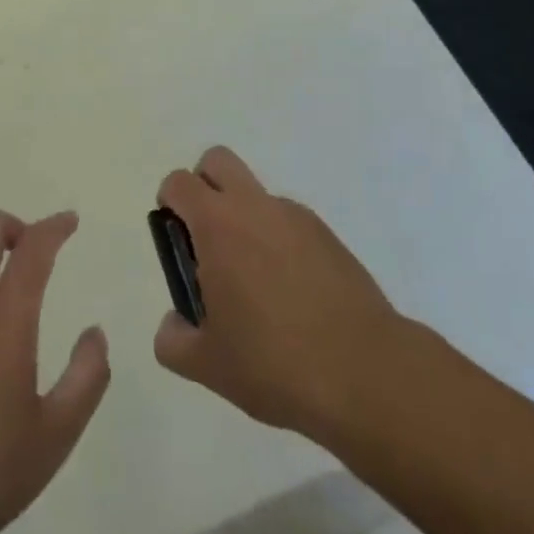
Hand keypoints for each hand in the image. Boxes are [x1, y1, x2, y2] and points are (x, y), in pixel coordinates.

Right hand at [152, 147, 400, 441]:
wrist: (363, 372)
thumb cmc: (273, 362)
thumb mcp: (207, 365)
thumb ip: (174, 340)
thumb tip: (174, 324)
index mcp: (218, 224)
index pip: (179, 182)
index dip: (169, 203)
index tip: (176, 240)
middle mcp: (255, 205)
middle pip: (217, 161)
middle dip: (204, 185)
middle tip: (207, 240)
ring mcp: (295, 216)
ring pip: (256, 194)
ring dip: (245, 218)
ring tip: (256, 284)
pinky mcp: (328, 235)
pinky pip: (289, 222)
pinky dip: (279, 241)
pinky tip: (291, 295)